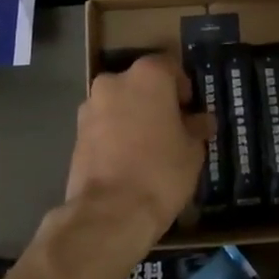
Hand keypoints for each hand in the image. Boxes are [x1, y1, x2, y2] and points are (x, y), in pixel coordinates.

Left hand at [60, 56, 211, 250]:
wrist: (109, 212)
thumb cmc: (161, 171)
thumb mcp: (192, 151)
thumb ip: (196, 128)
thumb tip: (201, 121)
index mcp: (147, 76)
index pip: (170, 66)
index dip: (183, 87)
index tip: (190, 109)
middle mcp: (114, 82)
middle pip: (140, 84)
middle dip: (155, 101)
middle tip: (171, 128)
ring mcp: (90, 106)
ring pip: (119, 104)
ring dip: (133, 117)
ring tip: (149, 148)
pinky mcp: (76, 133)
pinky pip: (103, 125)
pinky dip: (115, 135)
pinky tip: (129, 160)